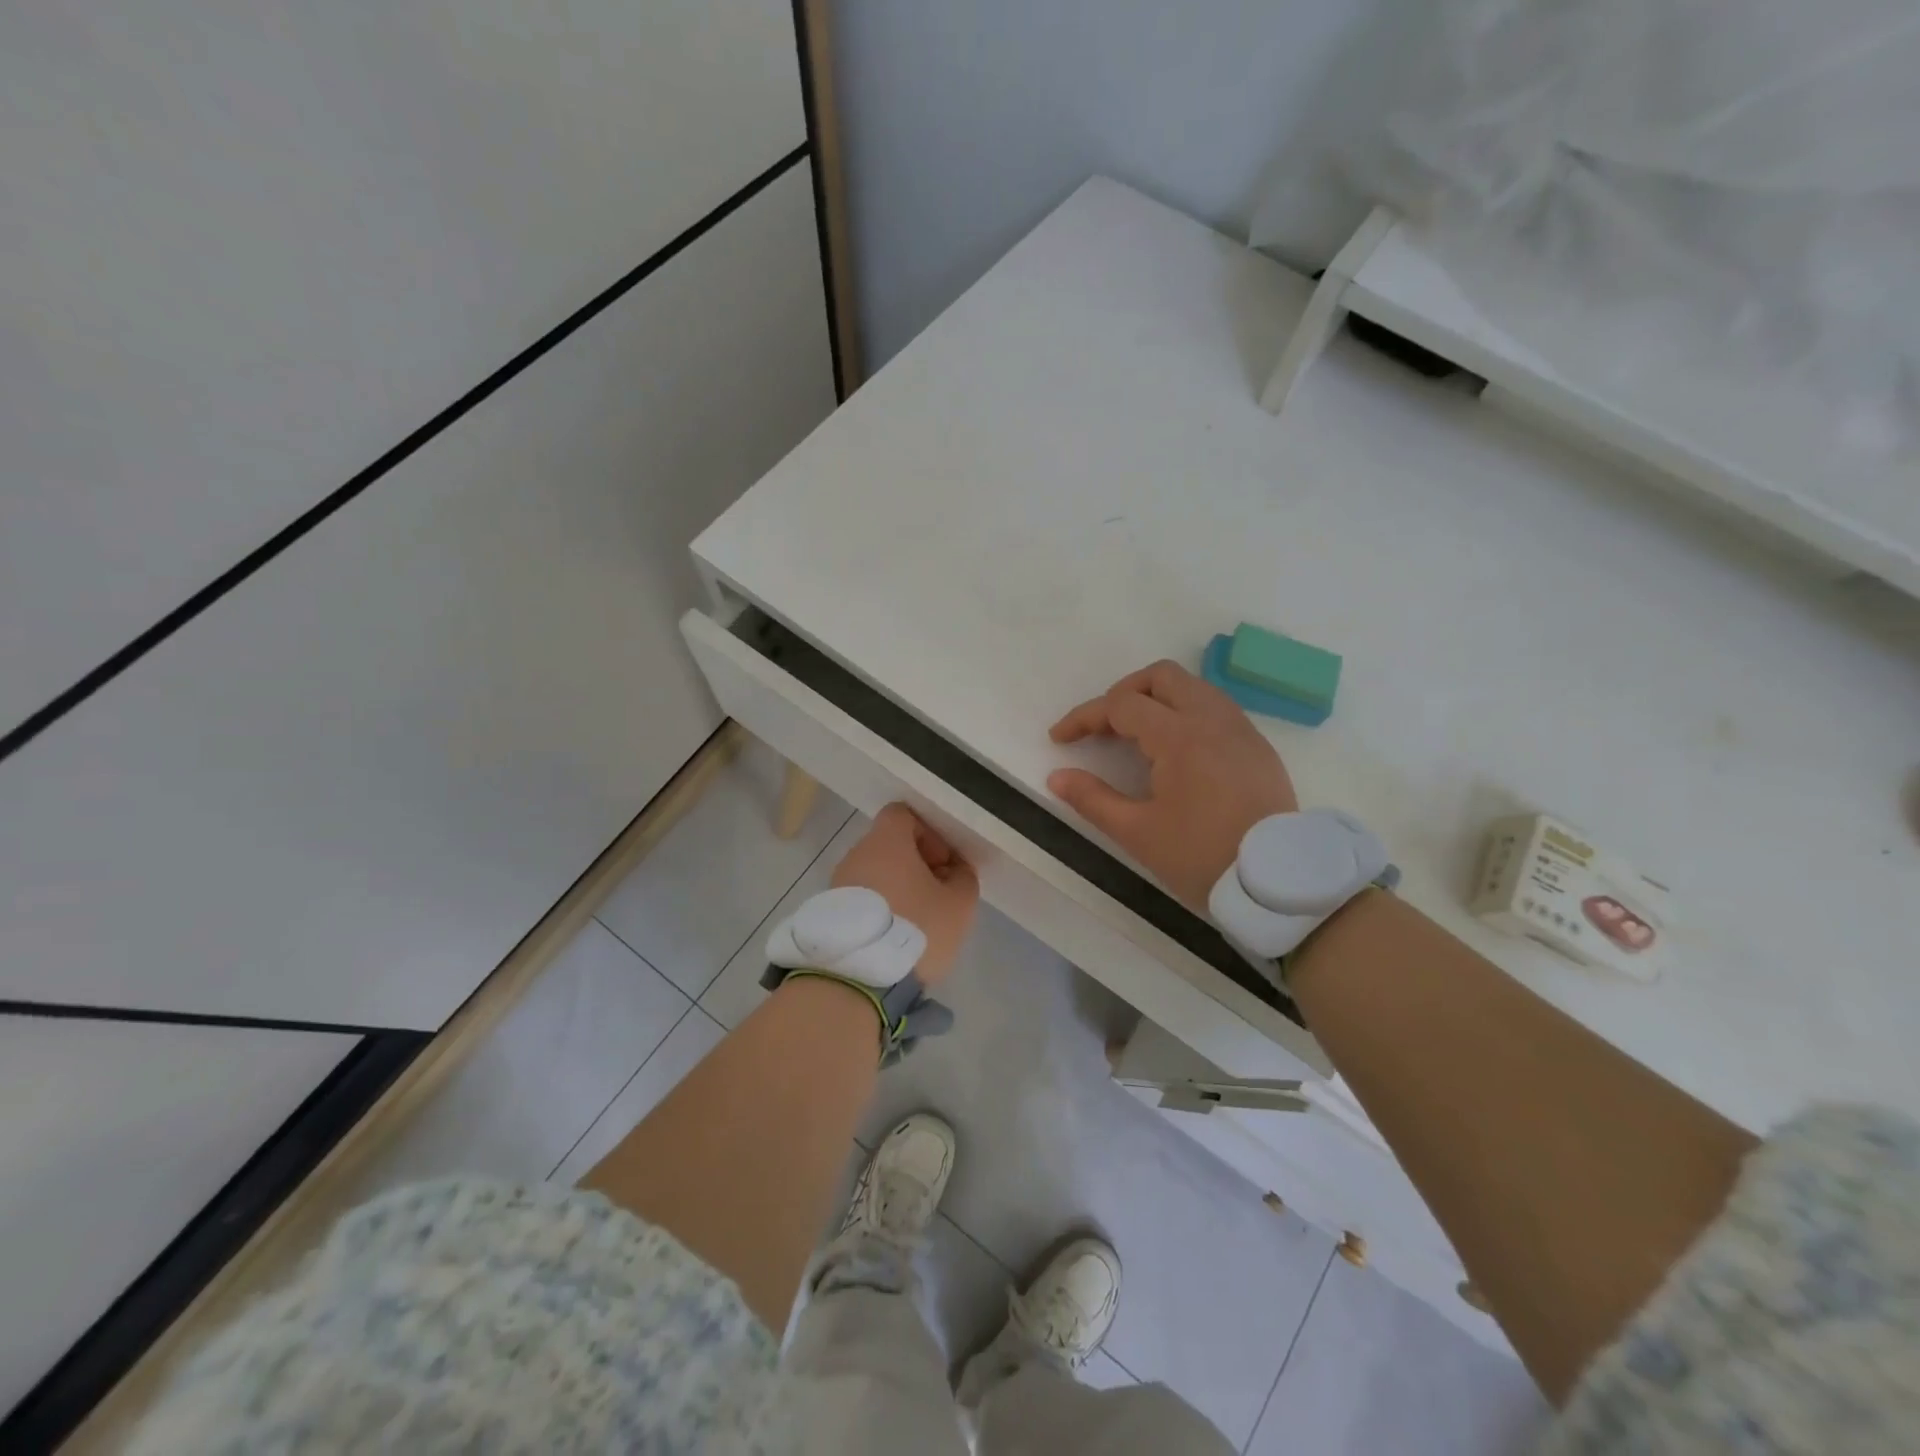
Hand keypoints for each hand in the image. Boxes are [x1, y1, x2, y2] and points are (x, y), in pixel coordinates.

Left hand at [832, 804, 979, 987]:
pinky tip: (893, 938)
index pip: (903, 815)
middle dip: (915, 865)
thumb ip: (963, 878)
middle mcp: (856, 854)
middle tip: (936, 896)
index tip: (942, 864)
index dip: (928, 833)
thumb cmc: (915, 928)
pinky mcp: (829, 913)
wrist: (858, 978)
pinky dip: (878, 909)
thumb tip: (955, 871)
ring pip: (874, 874)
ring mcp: (837, 883)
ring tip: (916, 922)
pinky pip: (860, 899)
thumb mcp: (958, 904)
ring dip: (897, 888)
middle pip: (889, 846)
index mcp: (886, 842)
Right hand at [1048, 660, 1297, 910]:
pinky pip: (1215, 708)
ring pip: (1192, 687)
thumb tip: (1057, 777)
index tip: (1060, 739)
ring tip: (1136, 736)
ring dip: (1156, 699)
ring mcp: (1240, 729)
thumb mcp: (1138, 833)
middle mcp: (1212, 718)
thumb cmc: (1202, 857)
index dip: (1084, 717)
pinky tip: (1175, 750)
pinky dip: (1185, 713)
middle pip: (1161, 677)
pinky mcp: (1257, 745)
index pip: (1121, 705)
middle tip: (1103, 726)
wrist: (1278, 882)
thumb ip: (1092, 799)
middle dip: (1123, 692)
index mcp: (1179, 736)